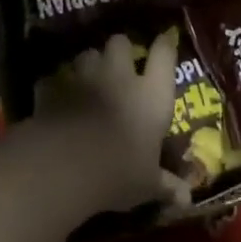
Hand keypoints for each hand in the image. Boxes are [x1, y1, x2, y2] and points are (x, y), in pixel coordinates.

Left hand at [33, 31, 181, 212]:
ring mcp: (83, 77)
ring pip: (87, 54)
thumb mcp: (148, 184)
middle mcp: (119, 75)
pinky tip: (55, 99)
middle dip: (119, 50)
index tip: (165, 41)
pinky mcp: (53, 87)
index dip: (165, 45)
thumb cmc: (119, 171)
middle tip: (118, 66)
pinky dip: (55, 86)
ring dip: (88, 65)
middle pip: (120, 42)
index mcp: (150, 94)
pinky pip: (54, 79)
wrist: (67, 163)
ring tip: (87, 81)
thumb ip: (166, 185)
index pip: (164, 54)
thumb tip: (187, 200)